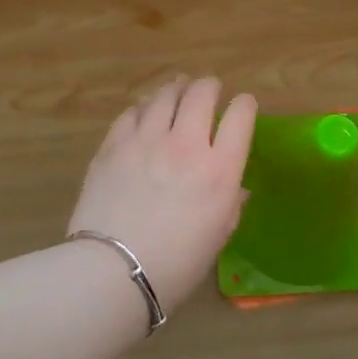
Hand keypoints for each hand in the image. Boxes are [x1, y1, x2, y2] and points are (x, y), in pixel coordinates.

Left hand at [69, 76, 257, 308]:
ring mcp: (146, 140)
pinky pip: (132, 112)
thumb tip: (236, 187)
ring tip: (178, 89)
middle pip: (202, 93)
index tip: (243, 107)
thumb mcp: (217, 236)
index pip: (240, 116)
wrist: (112, 272)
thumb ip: (231, 204)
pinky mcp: (114, 145)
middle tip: (209, 89)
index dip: (244, 106)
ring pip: (165, 95)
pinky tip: (144, 112)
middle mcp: (186, 145)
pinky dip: (144, 108)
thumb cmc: (175, 266)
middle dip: (209, 86)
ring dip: (176, 89)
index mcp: (220, 170)